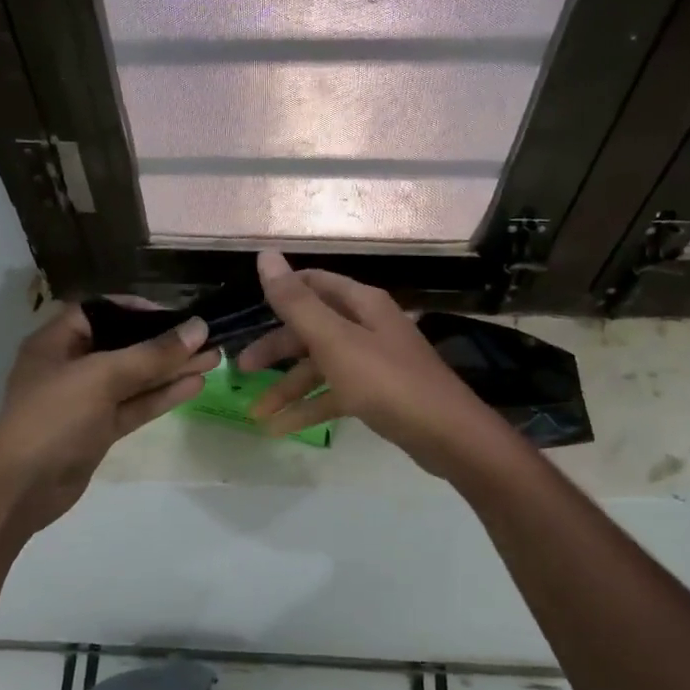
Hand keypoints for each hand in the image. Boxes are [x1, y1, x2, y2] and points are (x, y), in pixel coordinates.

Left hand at [0, 303, 217, 536]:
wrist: (19, 489)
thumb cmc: (52, 418)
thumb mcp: (101, 377)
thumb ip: (151, 354)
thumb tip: (198, 328)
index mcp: (56, 342)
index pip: (100, 312)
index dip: (137, 309)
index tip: (175, 314)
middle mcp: (70, 366)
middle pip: (123, 345)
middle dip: (164, 342)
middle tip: (207, 338)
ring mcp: (85, 401)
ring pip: (134, 378)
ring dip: (171, 369)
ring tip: (214, 358)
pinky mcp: (99, 430)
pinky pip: (134, 405)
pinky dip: (161, 396)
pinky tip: (195, 385)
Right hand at [236, 252, 512, 476]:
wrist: (447, 434)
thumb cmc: (386, 381)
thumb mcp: (334, 340)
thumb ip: (297, 302)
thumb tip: (266, 255)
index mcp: (360, 304)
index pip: (314, 284)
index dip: (281, 293)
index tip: (248, 312)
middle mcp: (367, 326)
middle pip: (312, 329)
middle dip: (276, 349)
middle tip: (242, 370)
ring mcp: (373, 361)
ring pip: (320, 367)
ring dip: (288, 388)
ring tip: (256, 414)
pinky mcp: (377, 393)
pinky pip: (334, 394)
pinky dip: (309, 408)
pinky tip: (282, 429)